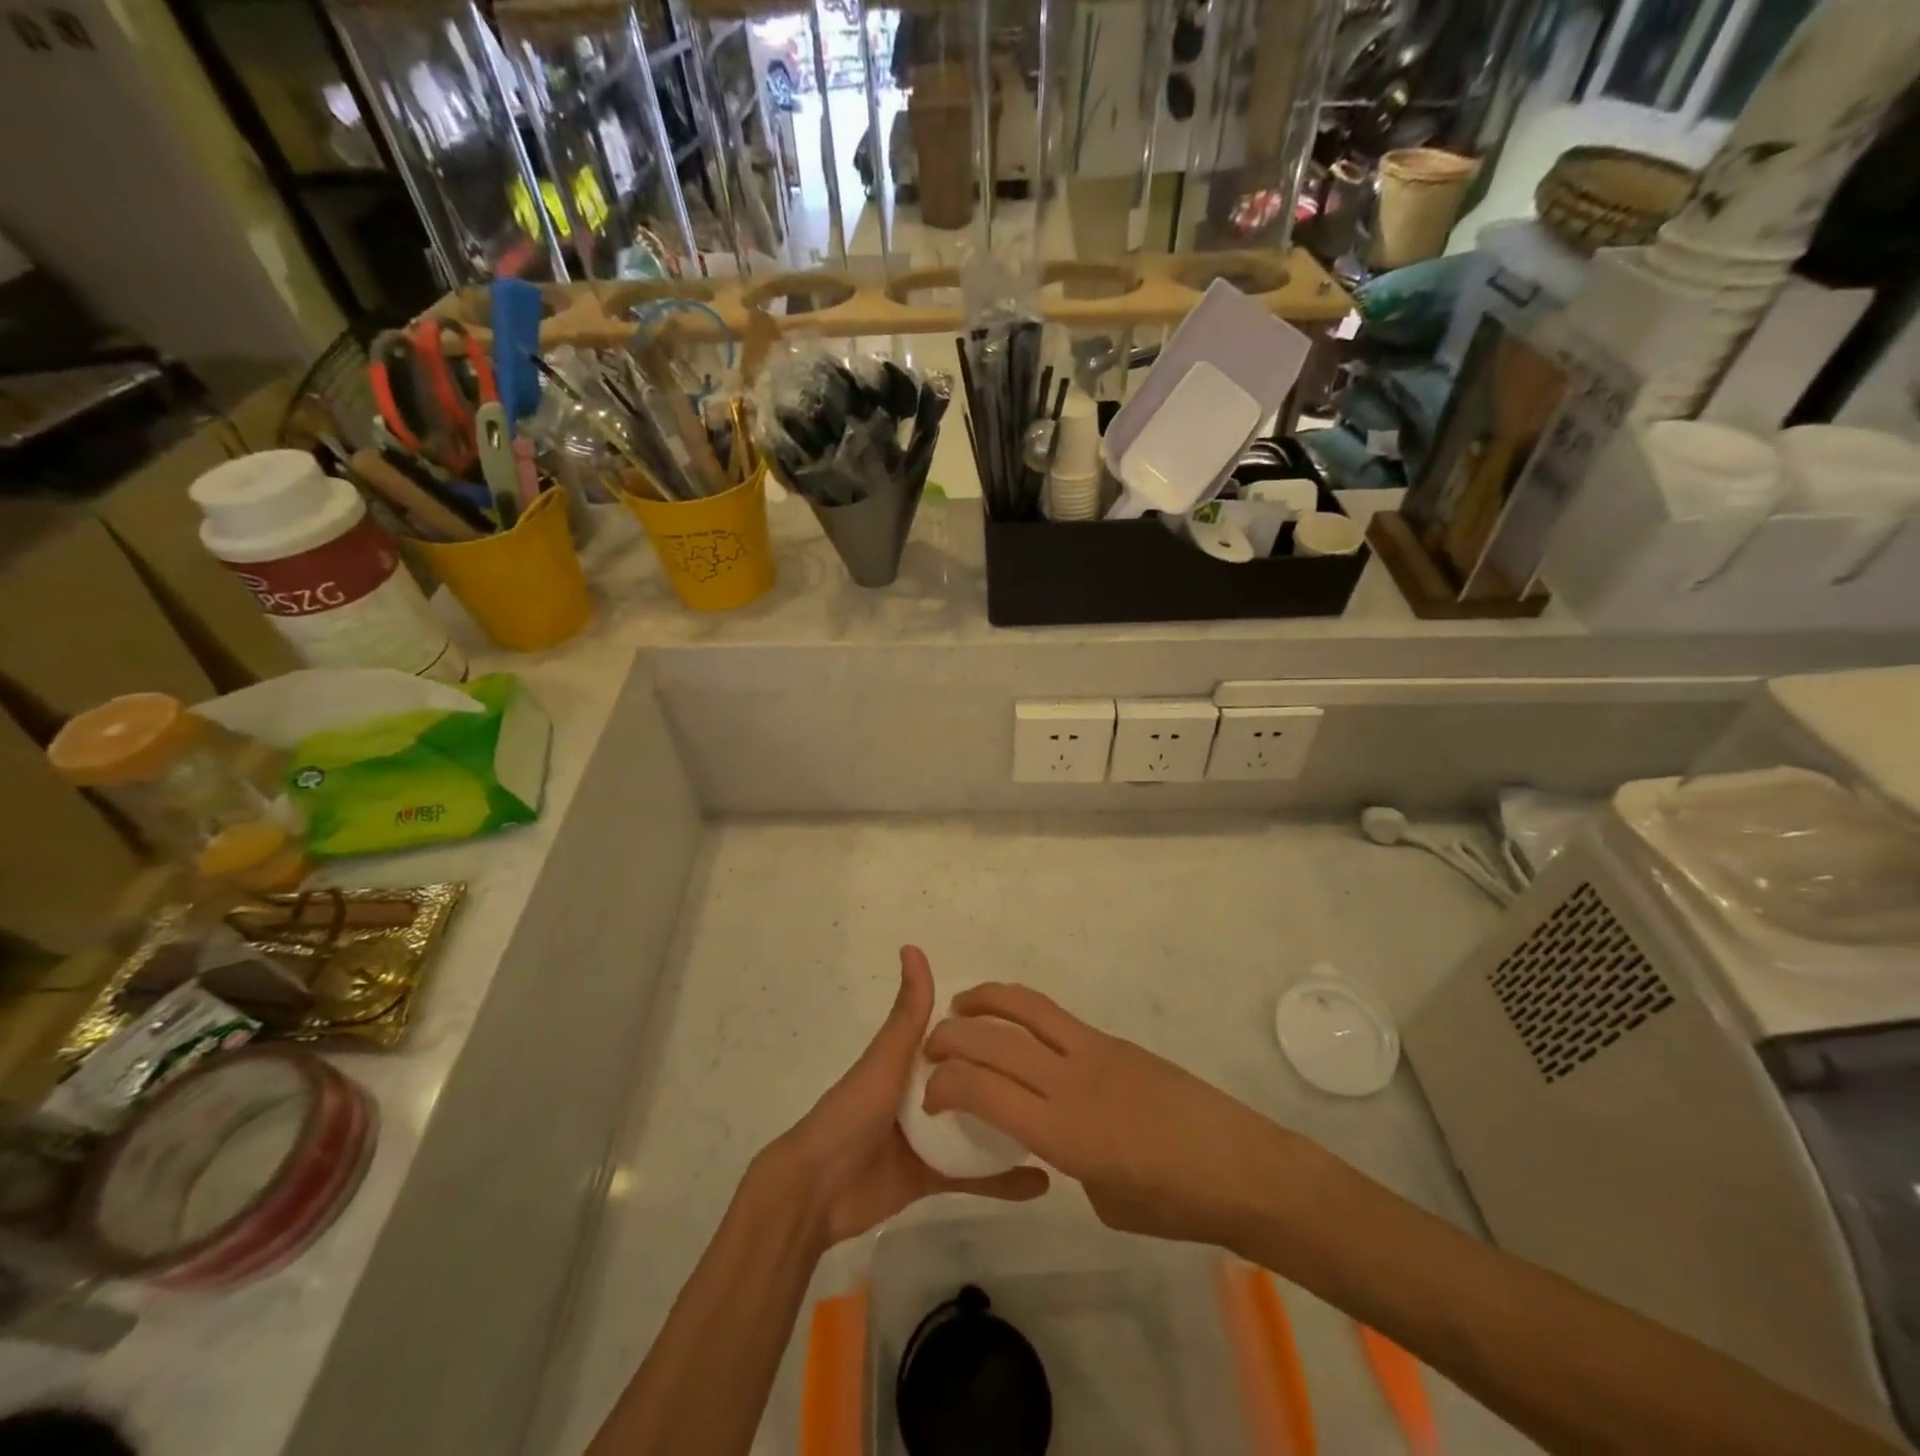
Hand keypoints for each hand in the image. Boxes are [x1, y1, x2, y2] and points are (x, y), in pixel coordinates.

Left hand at [765, 949, 1049, 1248]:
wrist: (816, 1192)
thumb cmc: (851, 1114)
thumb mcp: (886, 1058)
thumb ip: (908, 1012)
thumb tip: (913, 947)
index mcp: (909, 1061)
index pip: (957, 1039)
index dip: (988, 1029)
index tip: (1031, 1024)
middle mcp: (920, 1094)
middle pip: (972, 1082)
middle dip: (1007, 1078)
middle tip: (1055, 1075)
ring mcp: (927, 1138)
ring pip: (978, 1129)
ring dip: (1010, 1126)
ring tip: (1058, 1123)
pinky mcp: (930, 1177)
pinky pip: (973, 1177)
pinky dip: (1003, 1181)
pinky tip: (1042, 1182)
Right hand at [923, 983, 1294, 1246]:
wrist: (1242, 1166)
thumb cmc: (1173, 1203)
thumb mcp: (1103, 1198)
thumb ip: (1065, 1159)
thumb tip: (1052, 1134)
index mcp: (1062, 1131)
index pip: (983, 1090)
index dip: (945, 1084)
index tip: (929, 1094)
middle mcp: (1070, 1080)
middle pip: (994, 1040)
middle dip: (951, 1036)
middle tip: (930, 1046)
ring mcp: (1094, 1052)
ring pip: (1026, 1008)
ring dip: (986, 1000)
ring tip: (962, 1006)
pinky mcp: (1114, 1041)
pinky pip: (1056, 1018)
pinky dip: (1022, 1012)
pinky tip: (1016, 1027)